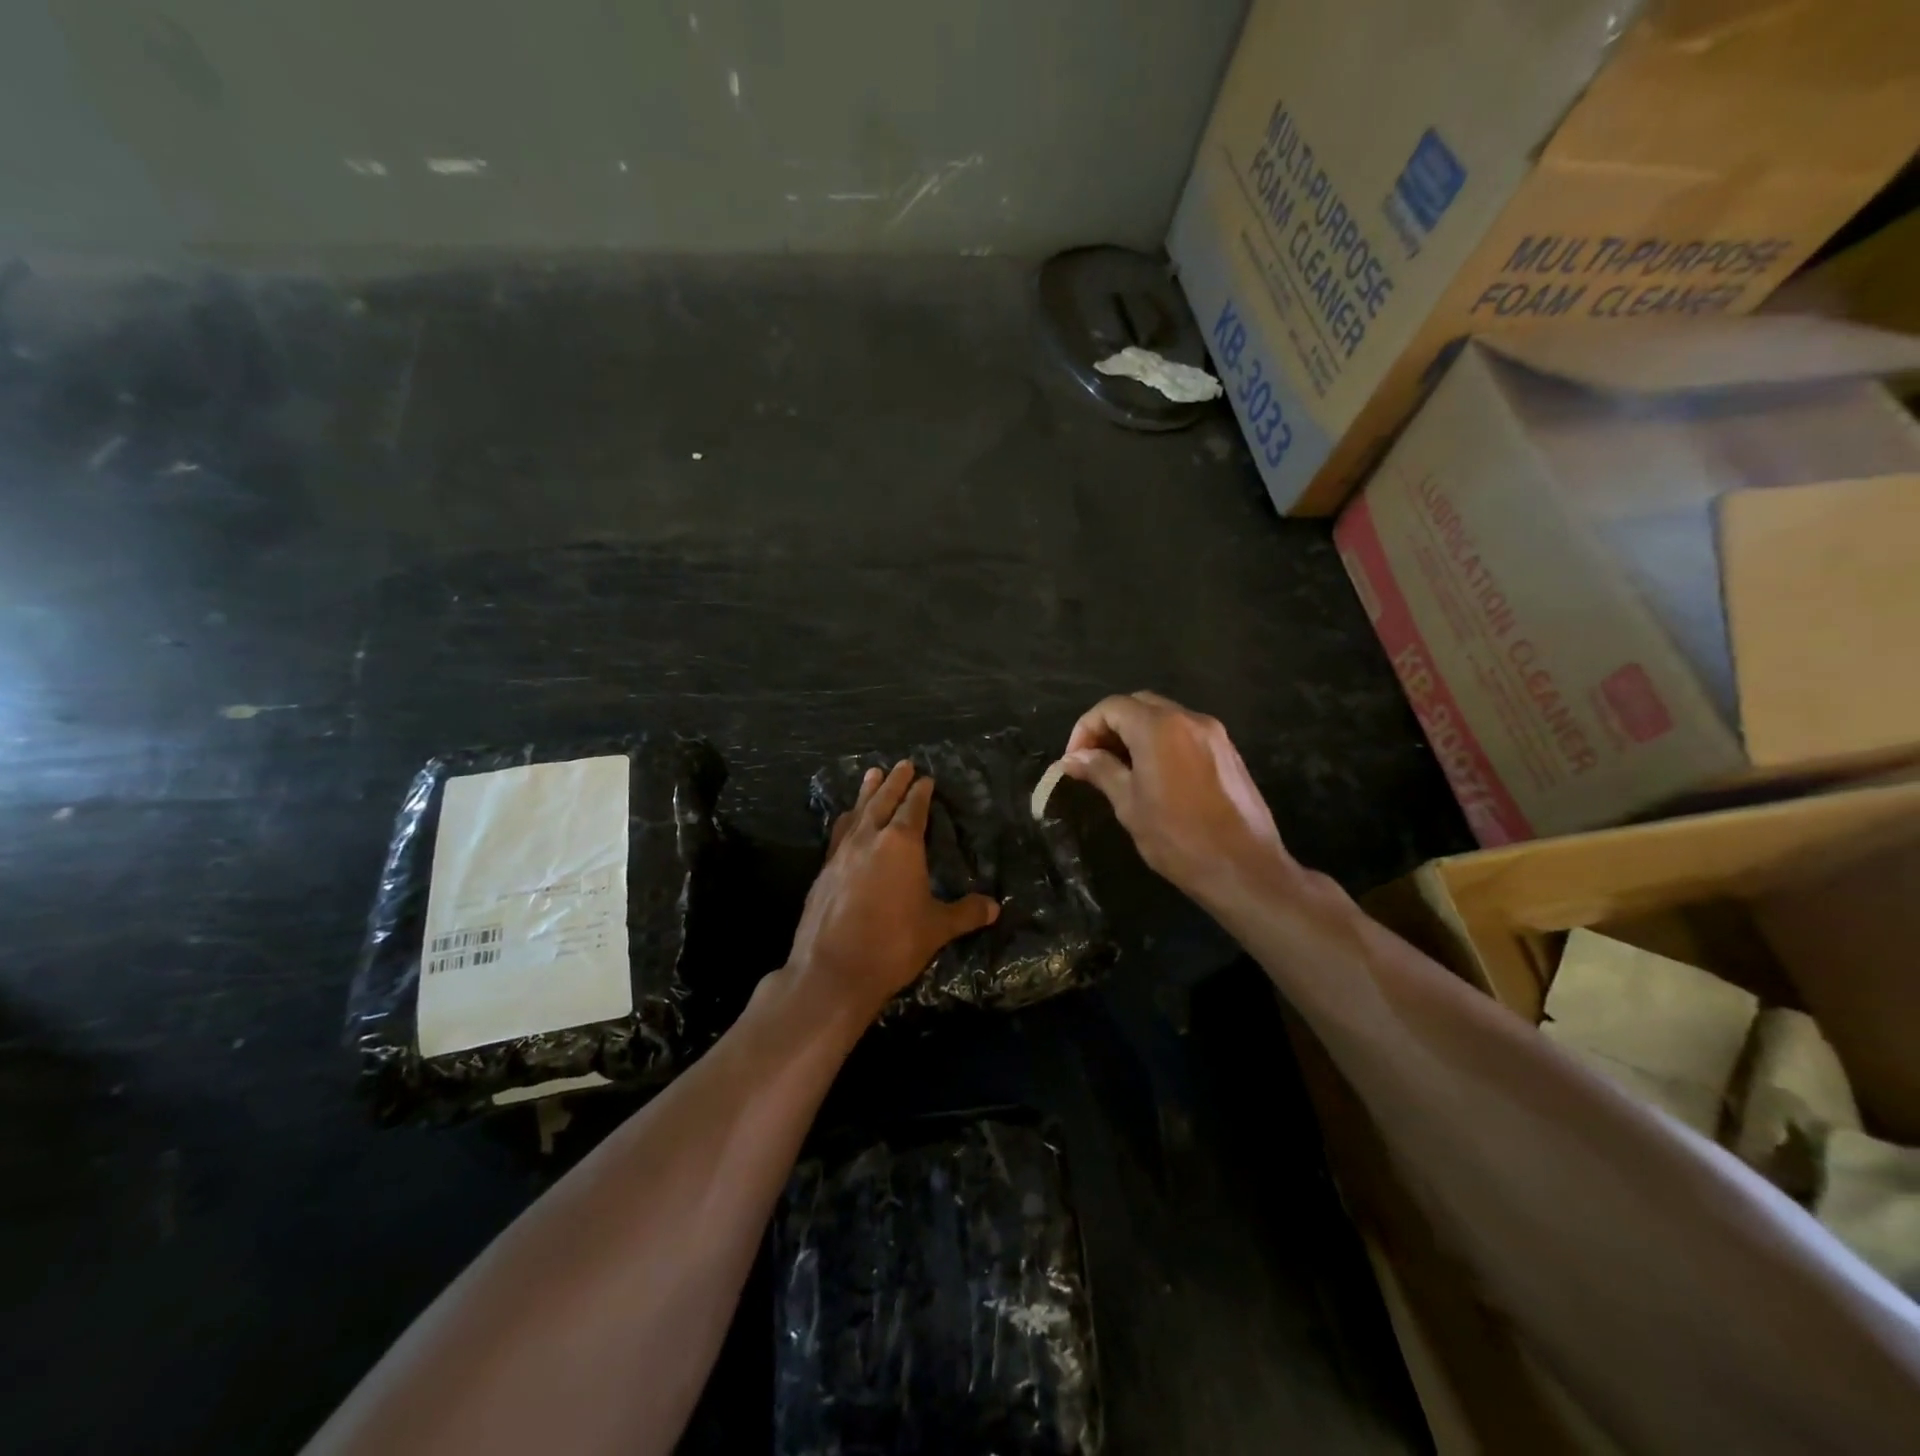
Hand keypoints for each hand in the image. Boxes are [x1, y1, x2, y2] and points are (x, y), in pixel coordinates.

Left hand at [784, 761, 1000, 1029]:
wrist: (832, 971)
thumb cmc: (892, 944)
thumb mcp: (936, 929)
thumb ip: (965, 913)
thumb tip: (994, 907)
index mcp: (901, 844)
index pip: (913, 809)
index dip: (921, 792)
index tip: (926, 779)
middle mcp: (869, 839)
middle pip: (882, 800)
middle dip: (894, 781)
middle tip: (902, 764)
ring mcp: (841, 853)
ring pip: (857, 812)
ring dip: (866, 792)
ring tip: (872, 774)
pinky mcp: (823, 872)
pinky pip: (838, 833)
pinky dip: (847, 819)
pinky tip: (847, 821)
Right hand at [1054, 692, 1294, 900]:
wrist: (1245, 868)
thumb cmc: (1178, 838)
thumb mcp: (1129, 805)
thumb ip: (1100, 771)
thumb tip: (1072, 759)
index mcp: (1159, 727)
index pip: (1112, 707)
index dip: (1086, 728)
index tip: (1074, 760)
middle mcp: (1189, 719)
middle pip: (1139, 705)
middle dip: (1110, 726)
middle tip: (1093, 760)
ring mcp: (1214, 734)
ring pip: (1165, 717)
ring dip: (1136, 734)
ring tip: (1120, 769)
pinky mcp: (1228, 752)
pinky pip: (1186, 734)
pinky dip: (1162, 742)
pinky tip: (1154, 775)